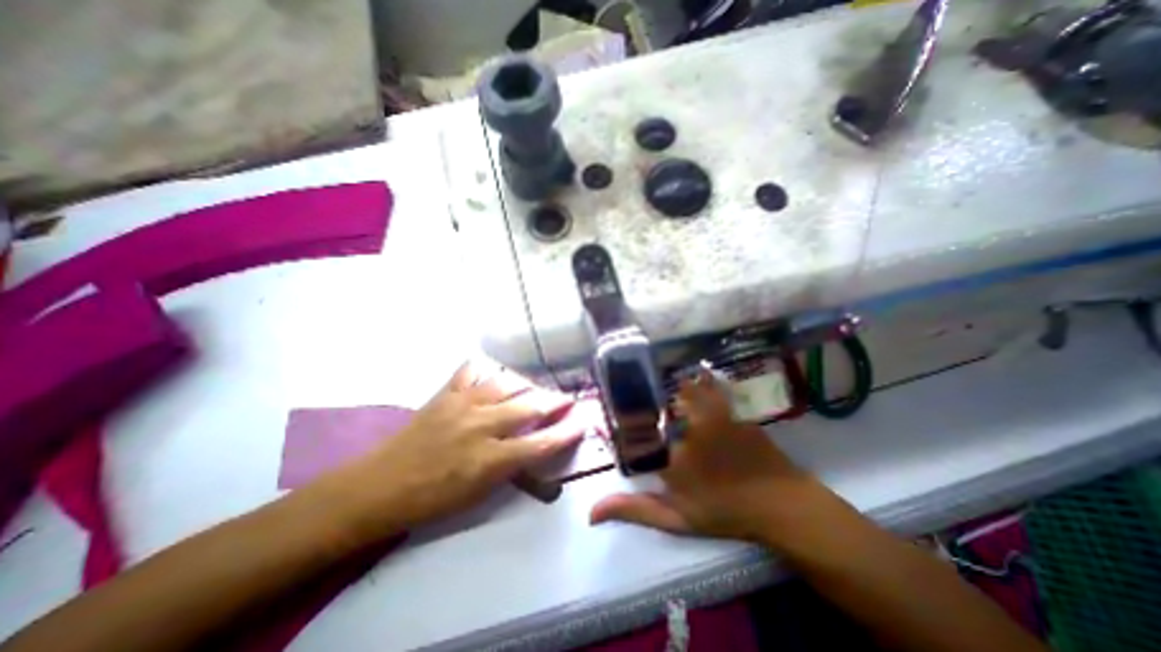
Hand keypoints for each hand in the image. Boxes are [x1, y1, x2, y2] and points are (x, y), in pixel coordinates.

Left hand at [342, 359, 580, 531]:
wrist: (380, 486)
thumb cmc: (432, 499)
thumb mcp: (479, 495)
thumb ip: (511, 468)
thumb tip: (535, 449)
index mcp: (490, 459)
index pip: (541, 443)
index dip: (566, 432)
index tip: (582, 422)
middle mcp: (481, 425)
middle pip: (529, 406)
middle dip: (554, 401)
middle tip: (566, 399)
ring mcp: (462, 404)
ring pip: (507, 383)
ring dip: (527, 385)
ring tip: (535, 389)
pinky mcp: (445, 394)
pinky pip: (471, 371)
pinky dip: (486, 370)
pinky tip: (493, 374)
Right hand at [591, 369, 823, 541]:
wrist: (781, 504)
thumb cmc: (725, 511)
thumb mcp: (676, 518)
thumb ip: (635, 510)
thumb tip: (590, 512)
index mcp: (669, 450)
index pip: (638, 424)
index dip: (627, 412)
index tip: (618, 405)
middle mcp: (686, 425)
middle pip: (663, 398)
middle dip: (650, 390)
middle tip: (641, 383)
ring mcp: (712, 414)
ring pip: (687, 388)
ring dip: (676, 382)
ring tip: (663, 372)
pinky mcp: (731, 410)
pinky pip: (711, 387)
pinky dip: (702, 379)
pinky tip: (698, 373)